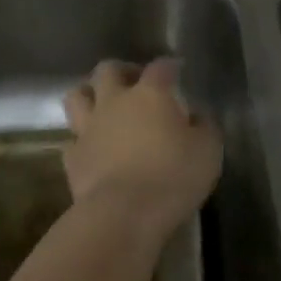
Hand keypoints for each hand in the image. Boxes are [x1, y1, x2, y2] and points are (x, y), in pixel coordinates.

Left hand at [62, 60, 221, 242]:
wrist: (123, 214)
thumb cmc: (172, 177)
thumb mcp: (208, 151)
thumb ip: (204, 127)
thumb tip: (198, 116)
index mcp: (150, 95)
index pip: (160, 68)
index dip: (170, 66)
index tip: (177, 70)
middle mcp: (115, 102)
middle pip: (108, 70)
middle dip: (121, 71)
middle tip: (134, 82)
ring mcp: (88, 128)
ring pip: (77, 96)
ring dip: (89, 95)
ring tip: (102, 105)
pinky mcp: (72, 157)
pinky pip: (72, 139)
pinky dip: (81, 140)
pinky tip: (92, 148)